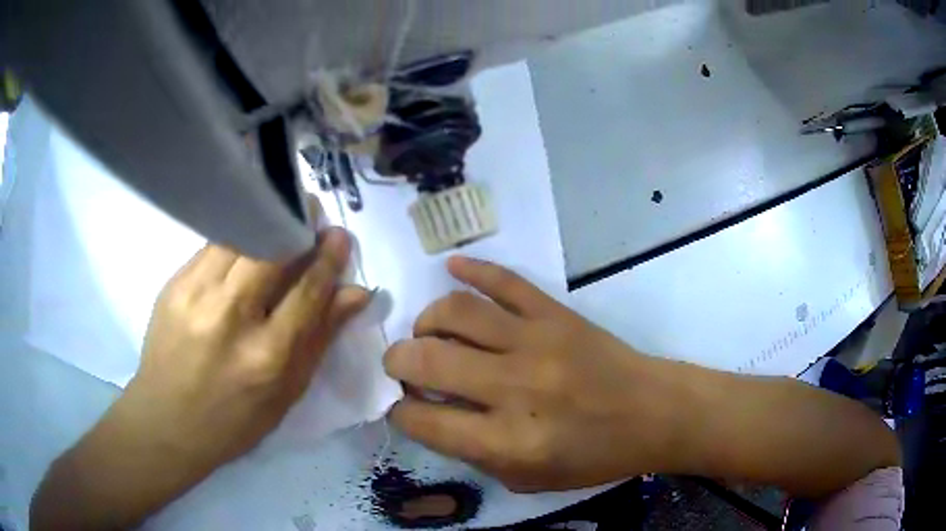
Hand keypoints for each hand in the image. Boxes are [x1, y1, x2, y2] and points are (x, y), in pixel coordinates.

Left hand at [126, 226, 368, 469]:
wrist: (167, 422)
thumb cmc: (234, 421)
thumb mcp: (286, 394)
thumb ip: (320, 338)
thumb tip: (356, 293)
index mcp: (266, 356)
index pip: (307, 289)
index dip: (328, 258)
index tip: (338, 235)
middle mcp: (229, 317)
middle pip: (271, 250)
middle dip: (296, 225)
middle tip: (310, 216)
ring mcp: (195, 295)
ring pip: (239, 236)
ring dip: (265, 224)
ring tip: (279, 222)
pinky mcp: (174, 284)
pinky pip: (213, 247)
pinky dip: (236, 239)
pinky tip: (243, 246)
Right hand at [383, 257, 679, 492]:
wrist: (651, 412)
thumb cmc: (593, 456)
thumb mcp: (528, 479)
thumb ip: (474, 453)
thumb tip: (431, 415)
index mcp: (509, 441)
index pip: (424, 421)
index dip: (400, 413)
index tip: (402, 407)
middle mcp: (516, 388)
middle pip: (427, 360)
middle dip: (398, 363)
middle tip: (403, 367)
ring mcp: (537, 341)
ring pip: (456, 312)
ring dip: (427, 321)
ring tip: (429, 333)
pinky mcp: (556, 313)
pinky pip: (505, 281)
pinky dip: (473, 270)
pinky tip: (452, 269)